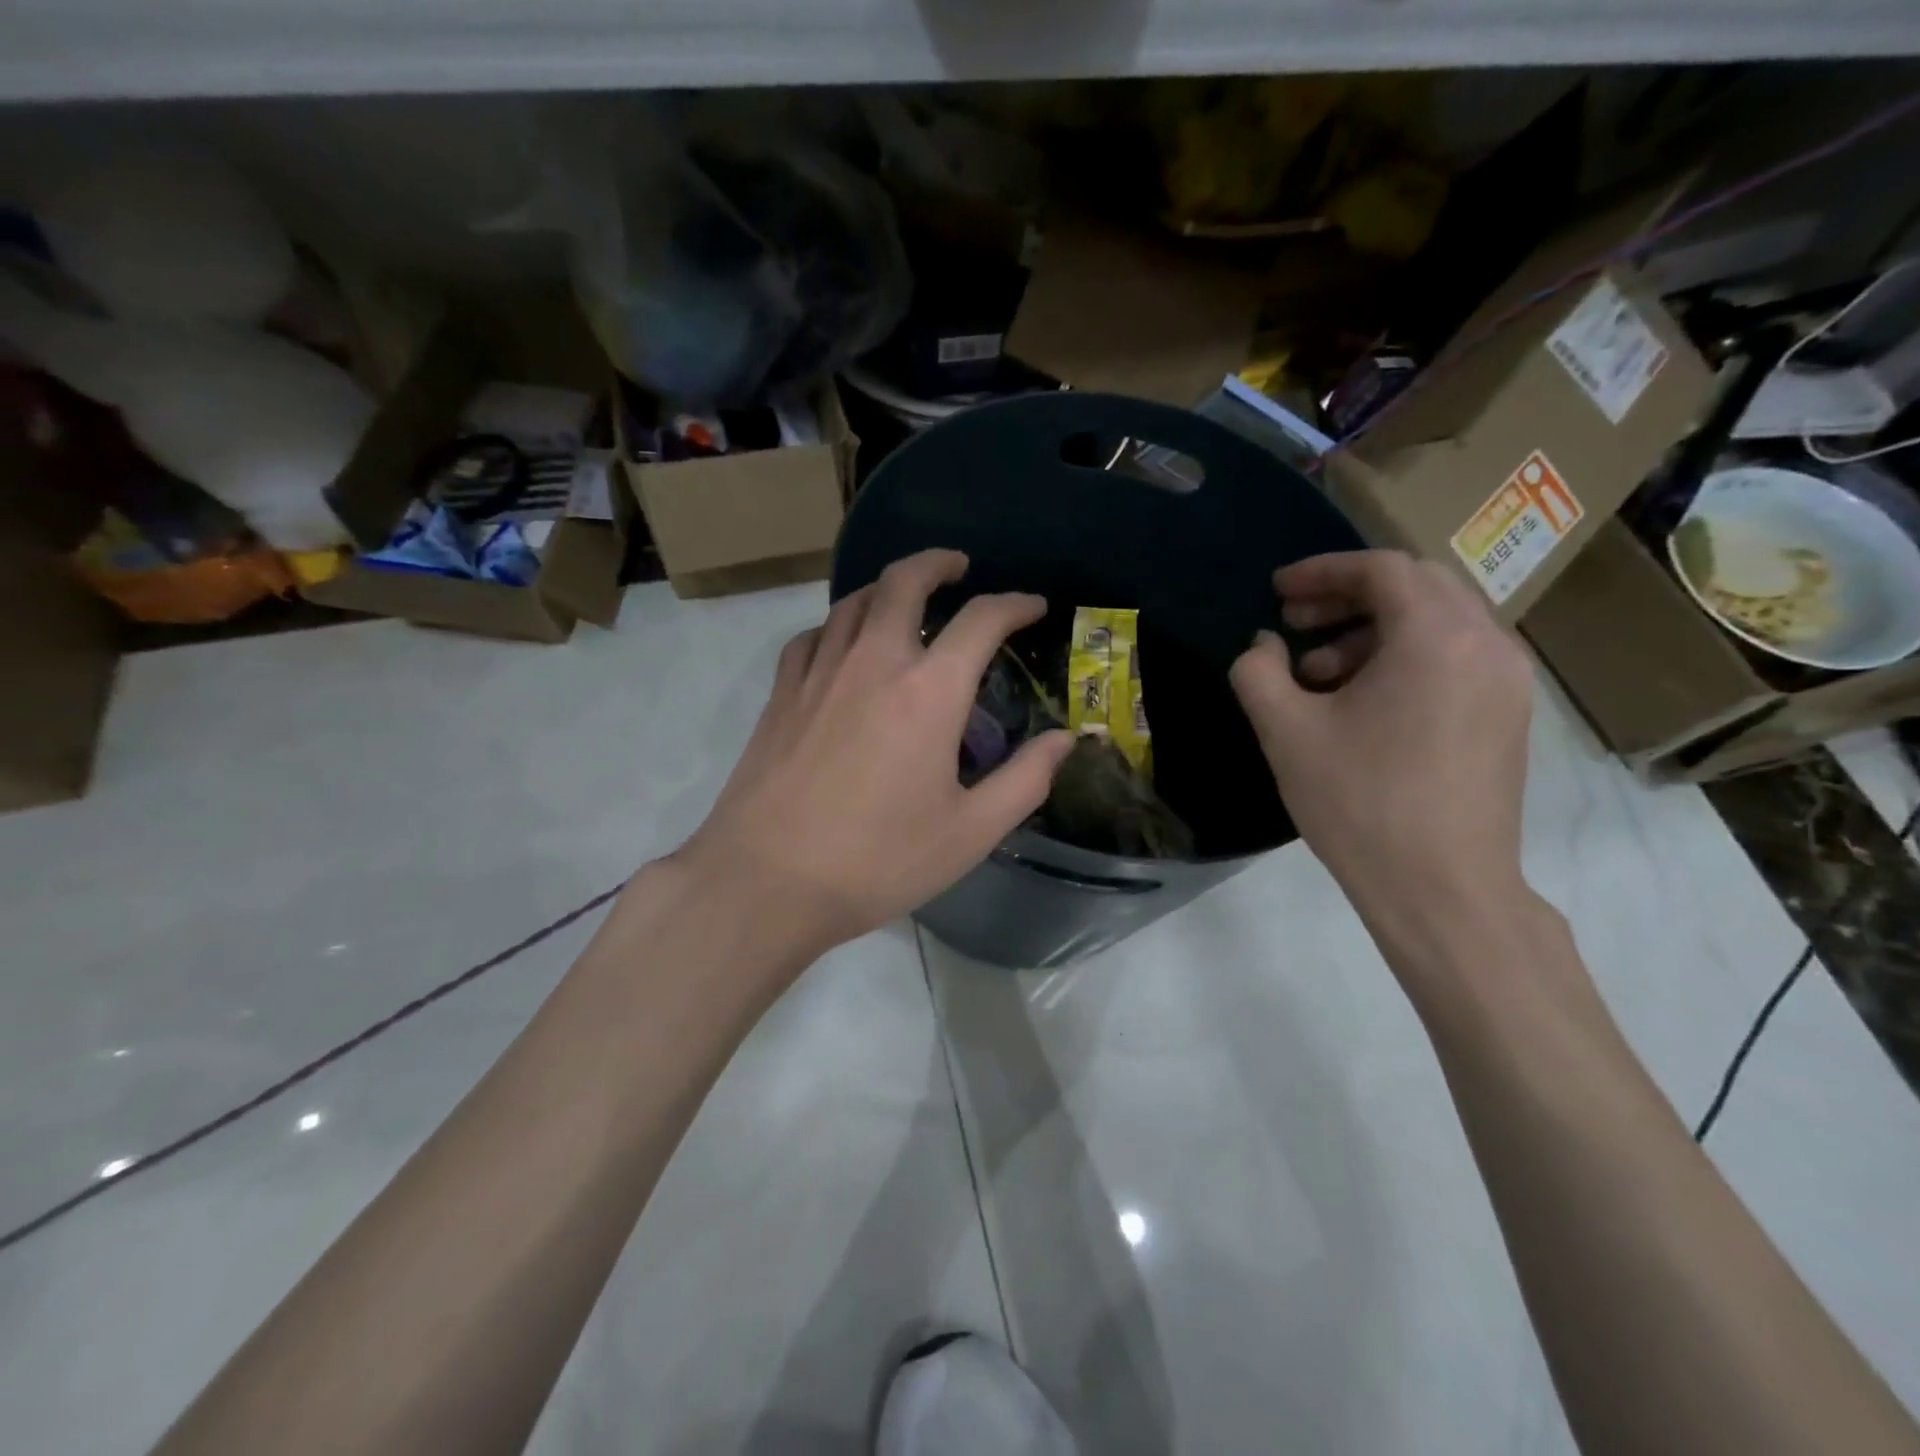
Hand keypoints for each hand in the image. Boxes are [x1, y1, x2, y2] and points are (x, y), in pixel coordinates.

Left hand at [675, 549, 1072, 959]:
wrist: (766, 881)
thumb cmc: (878, 860)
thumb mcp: (970, 832)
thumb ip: (1025, 780)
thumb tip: (1064, 739)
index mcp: (929, 692)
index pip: (981, 620)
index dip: (1015, 605)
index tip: (1032, 607)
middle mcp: (873, 662)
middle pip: (904, 582)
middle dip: (937, 563)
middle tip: (958, 567)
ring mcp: (819, 673)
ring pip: (854, 601)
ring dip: (887, 588)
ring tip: (906, 599)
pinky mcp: (781, 695)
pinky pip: (812, 636)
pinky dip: (838, 626)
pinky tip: (842, 645)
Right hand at [1229, 550, 1533, 940]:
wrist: (1442, 889)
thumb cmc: (1360, 802)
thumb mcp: (1286, 732)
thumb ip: (1258, 672)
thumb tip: (1263, 647)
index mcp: (1435, 637)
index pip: (1380, 569)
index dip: (1321, 571)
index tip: (1277, 592)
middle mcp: (1486, 643)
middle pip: (1416, 586)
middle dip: (1348, 595)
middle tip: (1295, 621)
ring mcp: (1507, 681)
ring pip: (1438, 621)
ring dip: (1373, 629)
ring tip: (1318, 672)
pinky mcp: (1508, 715)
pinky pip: (1455, 657)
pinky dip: (1404, 657)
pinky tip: (1362, 702)